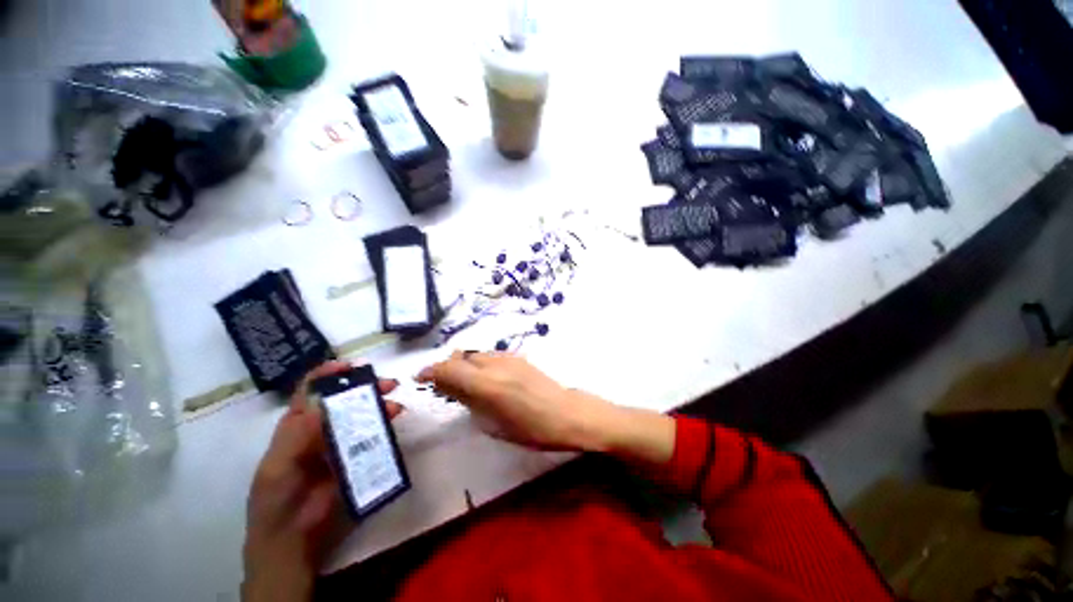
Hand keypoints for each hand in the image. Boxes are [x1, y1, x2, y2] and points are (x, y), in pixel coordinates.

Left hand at [242, 361, 402, 601]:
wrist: (293, 537)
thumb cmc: (277, 499)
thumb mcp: (278, 467)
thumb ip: (297, 436)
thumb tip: (322, 404)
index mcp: (296, 424)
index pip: (310, 390)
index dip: (328, 374)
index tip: (351, 366)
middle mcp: (320, 426)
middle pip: (343, 398)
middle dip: (364, 386)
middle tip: (386, 383)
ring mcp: (339, 440)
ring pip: (361, 413)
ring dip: (379, 404)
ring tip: (395, 405)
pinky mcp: (356, 454)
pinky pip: (371, 433)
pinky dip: (384, 422)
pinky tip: (395, 419)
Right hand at [415, 352, 622, 451]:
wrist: (566, 413)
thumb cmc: (532, 429)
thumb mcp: (495, 424)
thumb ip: (470, 402)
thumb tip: (451, 390)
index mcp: (487, 385)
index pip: (450, 369)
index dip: (432, 371)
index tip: (421, 377)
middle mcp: (496, 365)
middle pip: (462, 357)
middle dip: (447, 367)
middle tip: (442, 384)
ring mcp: (509, 358)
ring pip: (476, 354)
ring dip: (464, 364)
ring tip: (463, 381)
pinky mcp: (519, 357)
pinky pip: (491, 356)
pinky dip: (480, 363)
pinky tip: (485, 378)